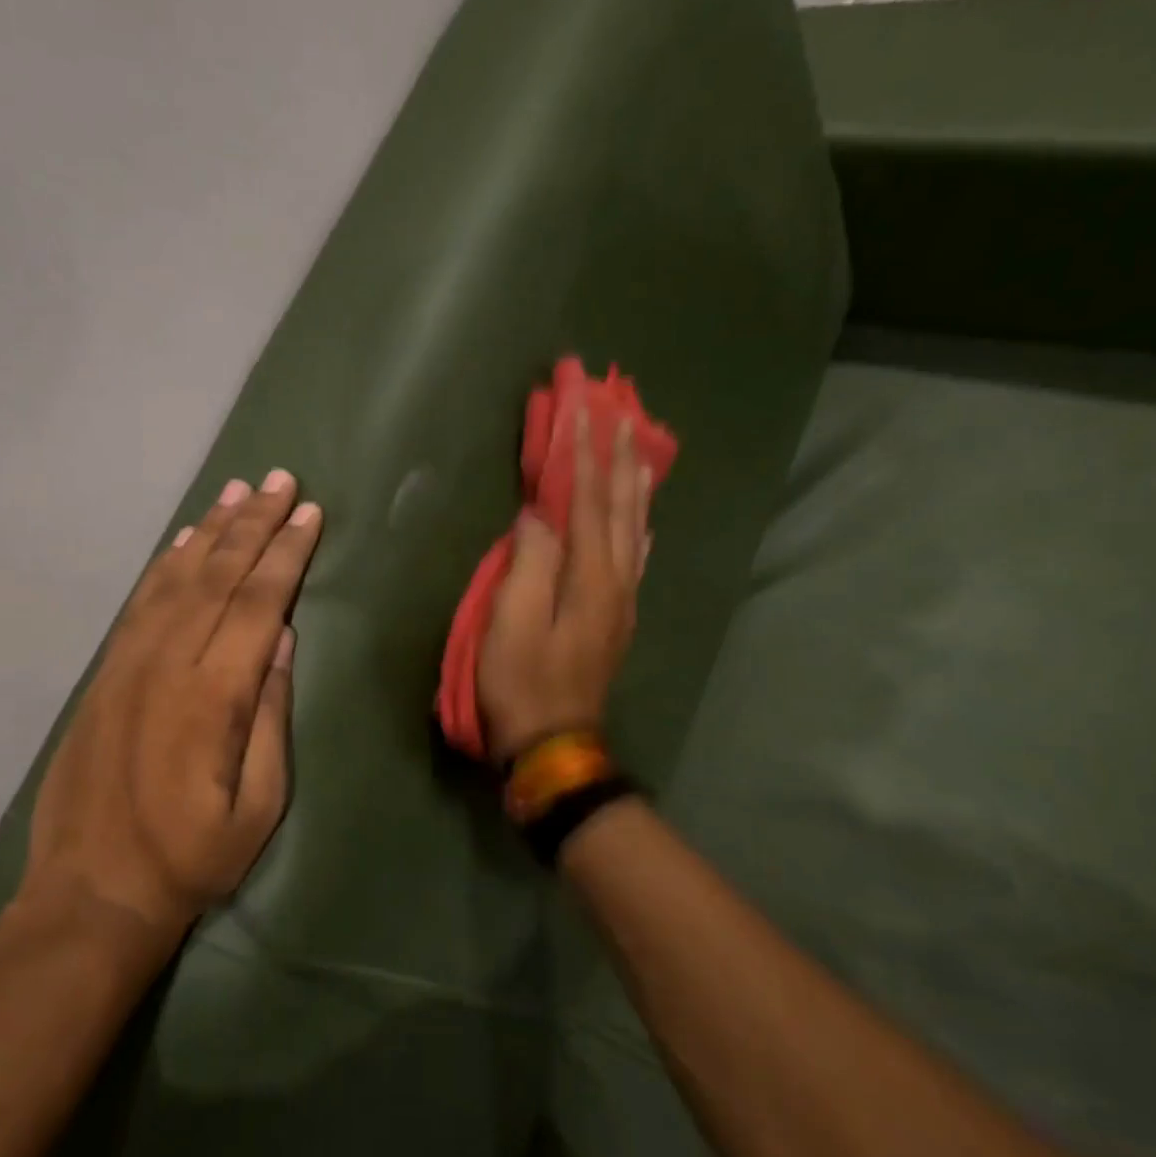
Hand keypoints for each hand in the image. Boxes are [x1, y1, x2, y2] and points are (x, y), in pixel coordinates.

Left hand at [19, 470, 322, 945]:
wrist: (92, 891)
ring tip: (238, 492)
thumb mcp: (260, 805)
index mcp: (215, 694)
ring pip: (178, 579)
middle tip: (281, 480)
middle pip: (220, 576)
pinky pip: (140, 603)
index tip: (309, 513)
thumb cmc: (192, 858)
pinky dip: (166, 565)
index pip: (260, 603)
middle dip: (255, 524)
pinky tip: (184, 543)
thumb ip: (271, 716)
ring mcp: (129, 664)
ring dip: (211, 532)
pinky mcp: (105, 674)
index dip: (287, 553)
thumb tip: (285, 642)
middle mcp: (169, 663)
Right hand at [477, 411, 649, 761]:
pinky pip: (635, 560)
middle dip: (619, 461)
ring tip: (639, 454)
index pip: (589, 504)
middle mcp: (616, 582)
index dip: (585, 457)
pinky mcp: (615, 620)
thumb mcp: (512, 623)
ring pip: (635, 532)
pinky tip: (643, 522)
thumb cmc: (521, 683)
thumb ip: (530, 563)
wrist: (552, 744)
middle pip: (622, 510)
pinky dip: (640, 530)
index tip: (583, 412)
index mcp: (589, 578)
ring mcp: (620, 603)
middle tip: (622, 417)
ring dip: (635, 489)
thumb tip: (541, 517)